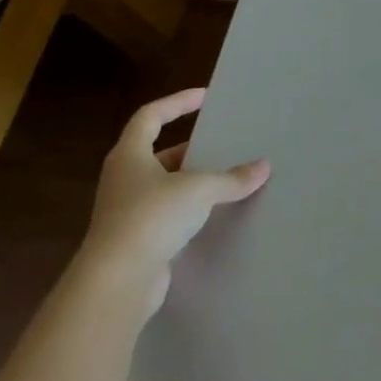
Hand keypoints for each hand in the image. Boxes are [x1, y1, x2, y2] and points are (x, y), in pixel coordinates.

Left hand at [80, 87, 269, 317]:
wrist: (117, 283)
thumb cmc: (151, 218)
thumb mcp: (199, 190)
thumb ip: (232, 178)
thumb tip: (263, 167)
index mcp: (130, 155)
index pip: (151, 116)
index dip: (177, 102)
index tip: (205, 97)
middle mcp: (123, 179)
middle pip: (157, 152)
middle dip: (190, 146)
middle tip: (221, 142)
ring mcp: (126, 211)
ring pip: (163, 185)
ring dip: (190, 180)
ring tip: (225, 176)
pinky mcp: (135, 240)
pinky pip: (166, 214)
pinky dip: (188, 209)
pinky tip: (213, 213)